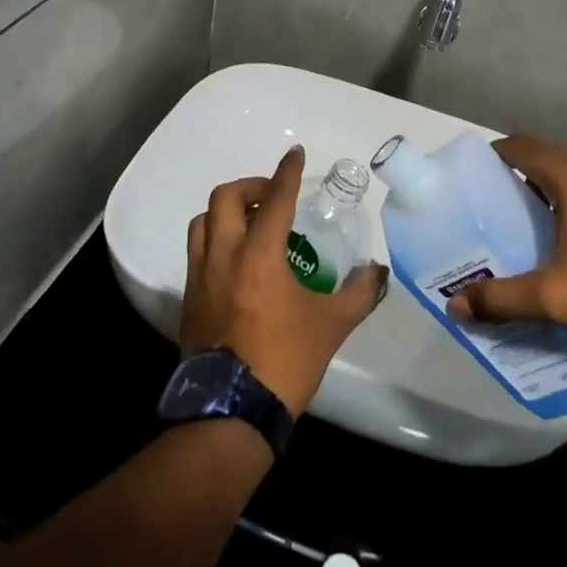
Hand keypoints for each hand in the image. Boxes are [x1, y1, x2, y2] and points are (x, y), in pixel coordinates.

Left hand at [181, 146, 387, 417]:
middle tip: (271, 196)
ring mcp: (199, 277)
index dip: (287, 171)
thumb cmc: (284, 361)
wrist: (230, 413)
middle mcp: (223, 256)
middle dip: (250, 186)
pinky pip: (196, 253)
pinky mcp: (188, 300)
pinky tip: (236, 262)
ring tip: (251, 224)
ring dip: (226, 212)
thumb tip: (378, 273)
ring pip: (203, 222)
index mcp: (259, 255)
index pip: (275, 199)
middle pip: (225, 198)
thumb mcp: (332, 326)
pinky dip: (215, 241)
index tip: (295, 153)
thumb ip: (360, 293)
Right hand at [447, 134, 566, 341]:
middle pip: (552, 154)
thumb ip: (501, 299)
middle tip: (506, 200)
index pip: (522, 147)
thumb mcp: (554, 298)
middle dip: (526, 170)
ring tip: (546, 216)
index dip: (498, 154)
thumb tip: (455, 306)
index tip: (481, 174)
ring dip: (561, 182)